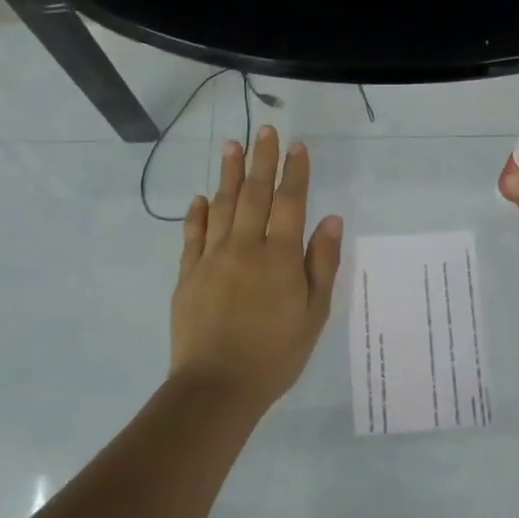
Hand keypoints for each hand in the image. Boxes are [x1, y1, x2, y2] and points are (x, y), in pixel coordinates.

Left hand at [171, 126, 343, 410]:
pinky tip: (201, 198)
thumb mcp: (314, 314)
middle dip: (261, 160)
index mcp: (280, 257)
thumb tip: (330, 219)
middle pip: (254, 194)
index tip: (297, 145)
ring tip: (231, 145)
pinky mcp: (188, 275)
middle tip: (263, 129)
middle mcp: (245, 247)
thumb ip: (322, 264)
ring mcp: (212, 258)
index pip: (289, 203)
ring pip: (222, 206)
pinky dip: (197, 214)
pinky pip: (192, 235)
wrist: (217, 388)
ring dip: (228, 174)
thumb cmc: (275, 354)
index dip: (295, 172)